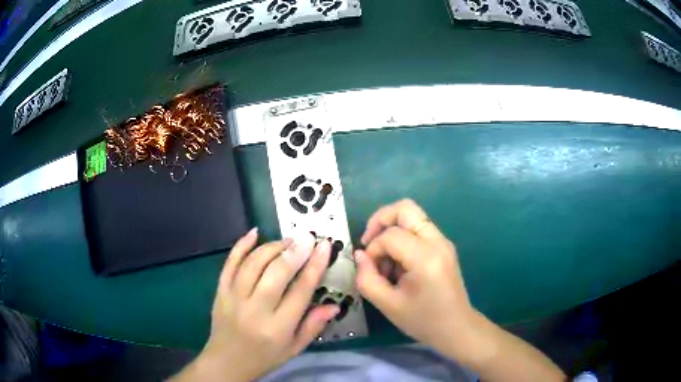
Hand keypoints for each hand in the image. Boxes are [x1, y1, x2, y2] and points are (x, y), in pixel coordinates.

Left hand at [171, 229, 338, 381]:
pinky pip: (230, 264)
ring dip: (272, 247)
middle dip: (294, 252)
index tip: (324, 246)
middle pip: (276, 273)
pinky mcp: (220, 291)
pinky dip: (241, 245)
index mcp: (278, 328)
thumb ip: (313, 326)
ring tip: (288, 240)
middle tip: (307, 237)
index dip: (315, 266)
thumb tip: (334, 305)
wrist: (226, 361)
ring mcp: (234, 298)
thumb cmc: (265, 357)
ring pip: (253, 264)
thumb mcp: (294, 348)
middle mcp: (255, 310)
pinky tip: (255, 232)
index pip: (300, 291)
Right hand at [355, 199, 486, 364]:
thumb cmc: (423, 320)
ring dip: (392, 230)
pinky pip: (418, 229)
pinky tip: (398, 264)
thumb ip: (367, 278)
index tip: (370, 269)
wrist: (456, 327)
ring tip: (386, 261)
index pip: (391, 235)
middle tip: (369, 242)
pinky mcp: (443, 246)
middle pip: (405, 208)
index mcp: (426, 257)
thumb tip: (360, 255)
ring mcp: (443, 241)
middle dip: (380, 220)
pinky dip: (402, 238)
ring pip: (412, 216)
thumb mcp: (387, 305)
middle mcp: (437, 241)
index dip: (373, 249)